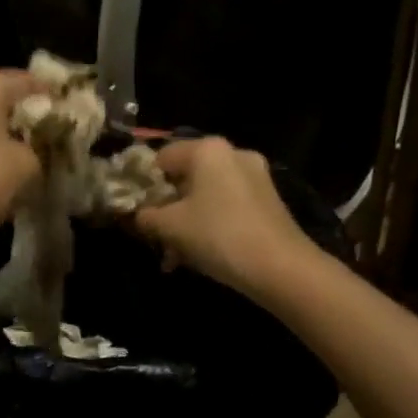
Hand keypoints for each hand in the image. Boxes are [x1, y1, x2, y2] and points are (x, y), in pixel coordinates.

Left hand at [0, 68, 41, 257]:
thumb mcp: (29, 165)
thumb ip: (41, 145)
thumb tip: (37, 144)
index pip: (29, 81)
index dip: (53, 96)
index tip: (70, 113)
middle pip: (0, 91)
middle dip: (23, 109)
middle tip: (49, 130)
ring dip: (0, 123)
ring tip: (24, 145)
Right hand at [133, 137, 314, 296]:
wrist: (282, 268)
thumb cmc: (218, 235)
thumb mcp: (170, 226)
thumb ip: (145, 216)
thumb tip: (135, 215)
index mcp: (207, 149)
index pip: (160, 159)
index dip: (143, 185)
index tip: (135, 212)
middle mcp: (232, 153)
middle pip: (185, 177)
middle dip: (167, 208)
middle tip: (155, 236)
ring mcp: (255, 176)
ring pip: (206, 194)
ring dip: (187, 220)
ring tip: (175, 254)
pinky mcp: (268, 200)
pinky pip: (227, 205)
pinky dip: (211, 223)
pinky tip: (202, 253)